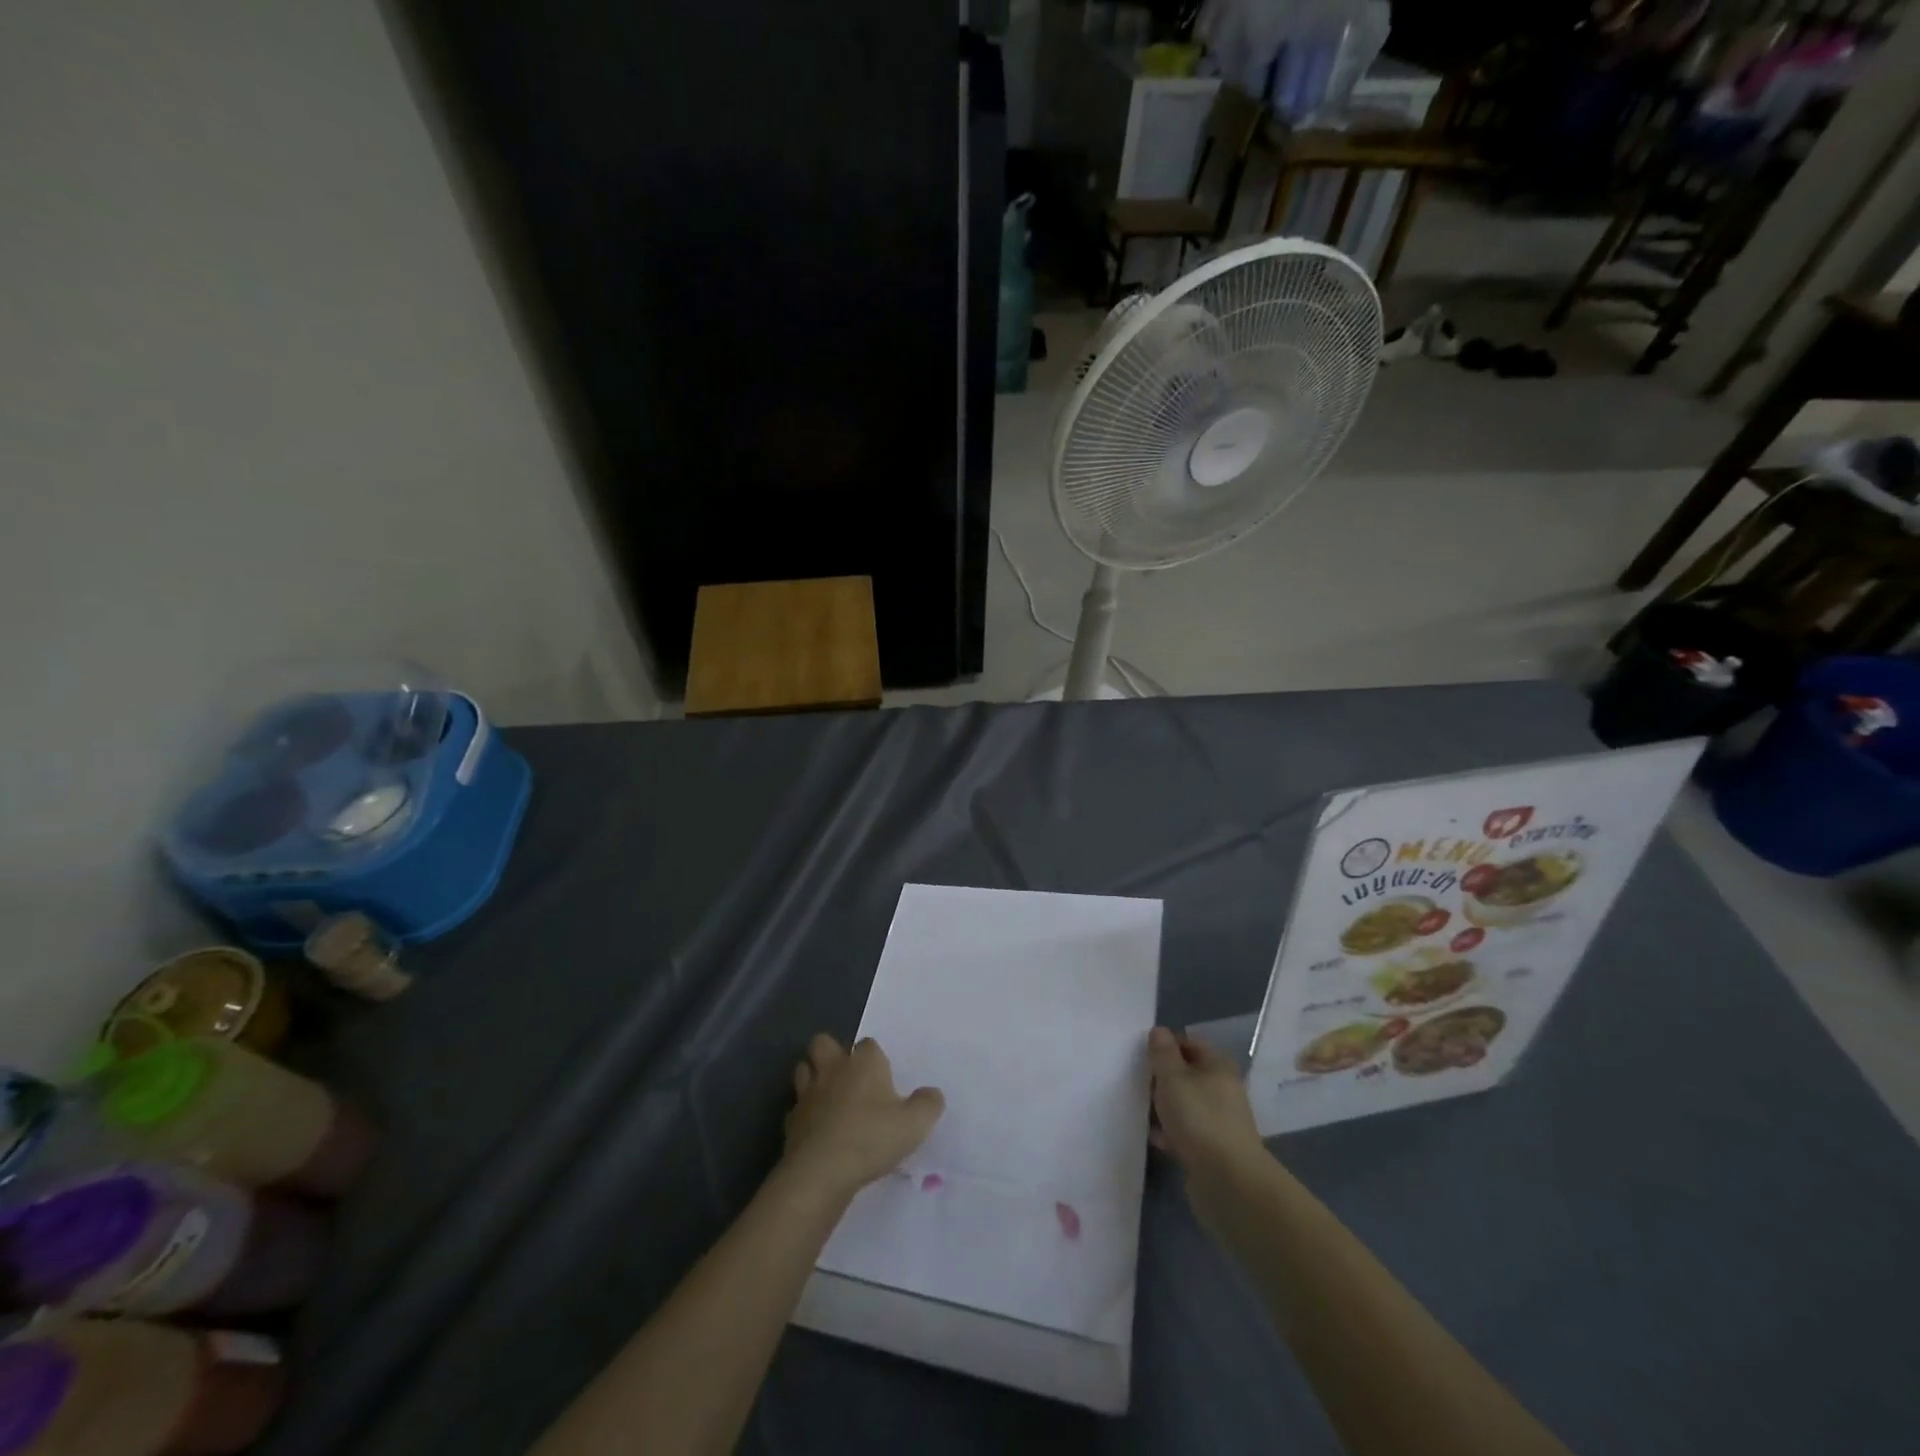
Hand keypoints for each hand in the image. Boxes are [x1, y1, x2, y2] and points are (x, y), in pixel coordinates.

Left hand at [783, 1035, 943, 1200]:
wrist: (821, 1172)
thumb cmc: (872, 1138)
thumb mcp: (915, 1124)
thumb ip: (928, 1104)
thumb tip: (932, 1094)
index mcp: (863, 1063)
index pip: (868, 1044)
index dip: (875, 1058)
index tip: (883, 1078)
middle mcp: (833, 1069)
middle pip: (823, 1043)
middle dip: (832, 1052)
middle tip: (848, 1076)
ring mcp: (807, 1094)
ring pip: (803, 1070)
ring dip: (813, 1078)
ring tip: (829, 1098)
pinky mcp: (791, 1122)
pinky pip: (796, 1108)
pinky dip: (805, 1114)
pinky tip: (816, 1129)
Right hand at [1148, 1026, 1262, 1176]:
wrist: (1229, 1181)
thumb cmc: (1199, 1119)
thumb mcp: (1173, 1078)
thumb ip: (1163, 1053)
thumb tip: (1159, 1031)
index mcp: (1218, 1065)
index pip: (1189, 1043)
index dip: (1165, 1045)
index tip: (1141, 1055)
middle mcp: (1223, 1088)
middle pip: (1187, 1074)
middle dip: (1162, 1078)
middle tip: (1137, 1082)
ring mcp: (1220, 1120)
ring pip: (1186, 1104)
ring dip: (1165, 1106)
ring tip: (1142, 1110)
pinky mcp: (1214, 1148)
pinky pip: (1187, 1131)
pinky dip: (1172, 1132)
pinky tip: (1155, 1138)